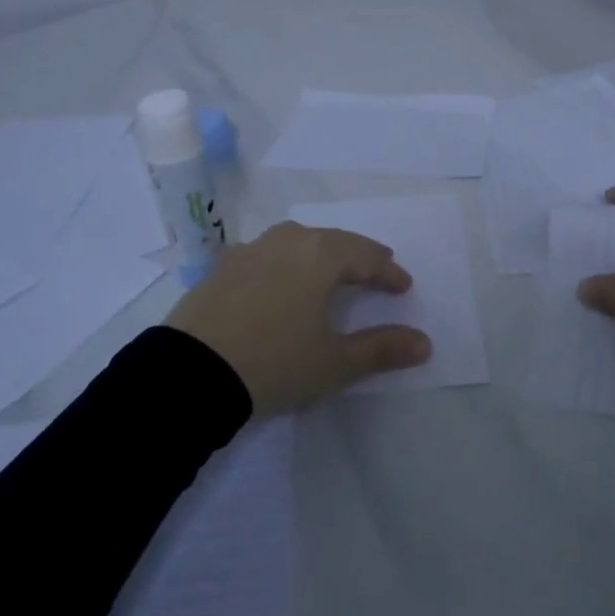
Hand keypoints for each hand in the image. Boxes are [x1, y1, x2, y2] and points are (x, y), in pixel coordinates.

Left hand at [166, 222, 431, 414]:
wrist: (189, 374)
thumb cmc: (274, 363)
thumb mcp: (333, 363)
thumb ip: (381, 349)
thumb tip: (425, 343)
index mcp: (318, 255)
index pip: (365, 256)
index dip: (388, 271)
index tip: (404, 286)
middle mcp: (285, 241)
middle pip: (332, 240)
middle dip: (358, 254)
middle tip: (376, 266)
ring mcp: (249, 250)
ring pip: (297, 241)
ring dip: (320, 253)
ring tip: (331, 269)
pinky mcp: (221, 268)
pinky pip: (267, 254)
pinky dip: (286, 262)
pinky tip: (282, 279)